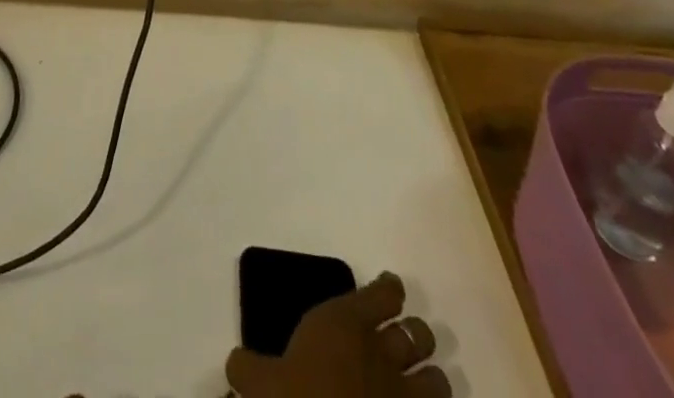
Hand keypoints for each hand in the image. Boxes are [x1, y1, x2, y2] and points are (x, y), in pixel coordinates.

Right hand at [225, 272, 449, 397]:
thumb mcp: (261, 383)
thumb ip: (248, 368)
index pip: (382, 294)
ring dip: (432, 381)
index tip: (390, 288)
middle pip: (417, 333)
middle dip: (415, 335)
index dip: (389, 290)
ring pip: (439, 380)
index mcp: (346, 324)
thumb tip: (234, 365)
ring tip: (422, 384)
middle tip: (403, 340)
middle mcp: (383, 353)